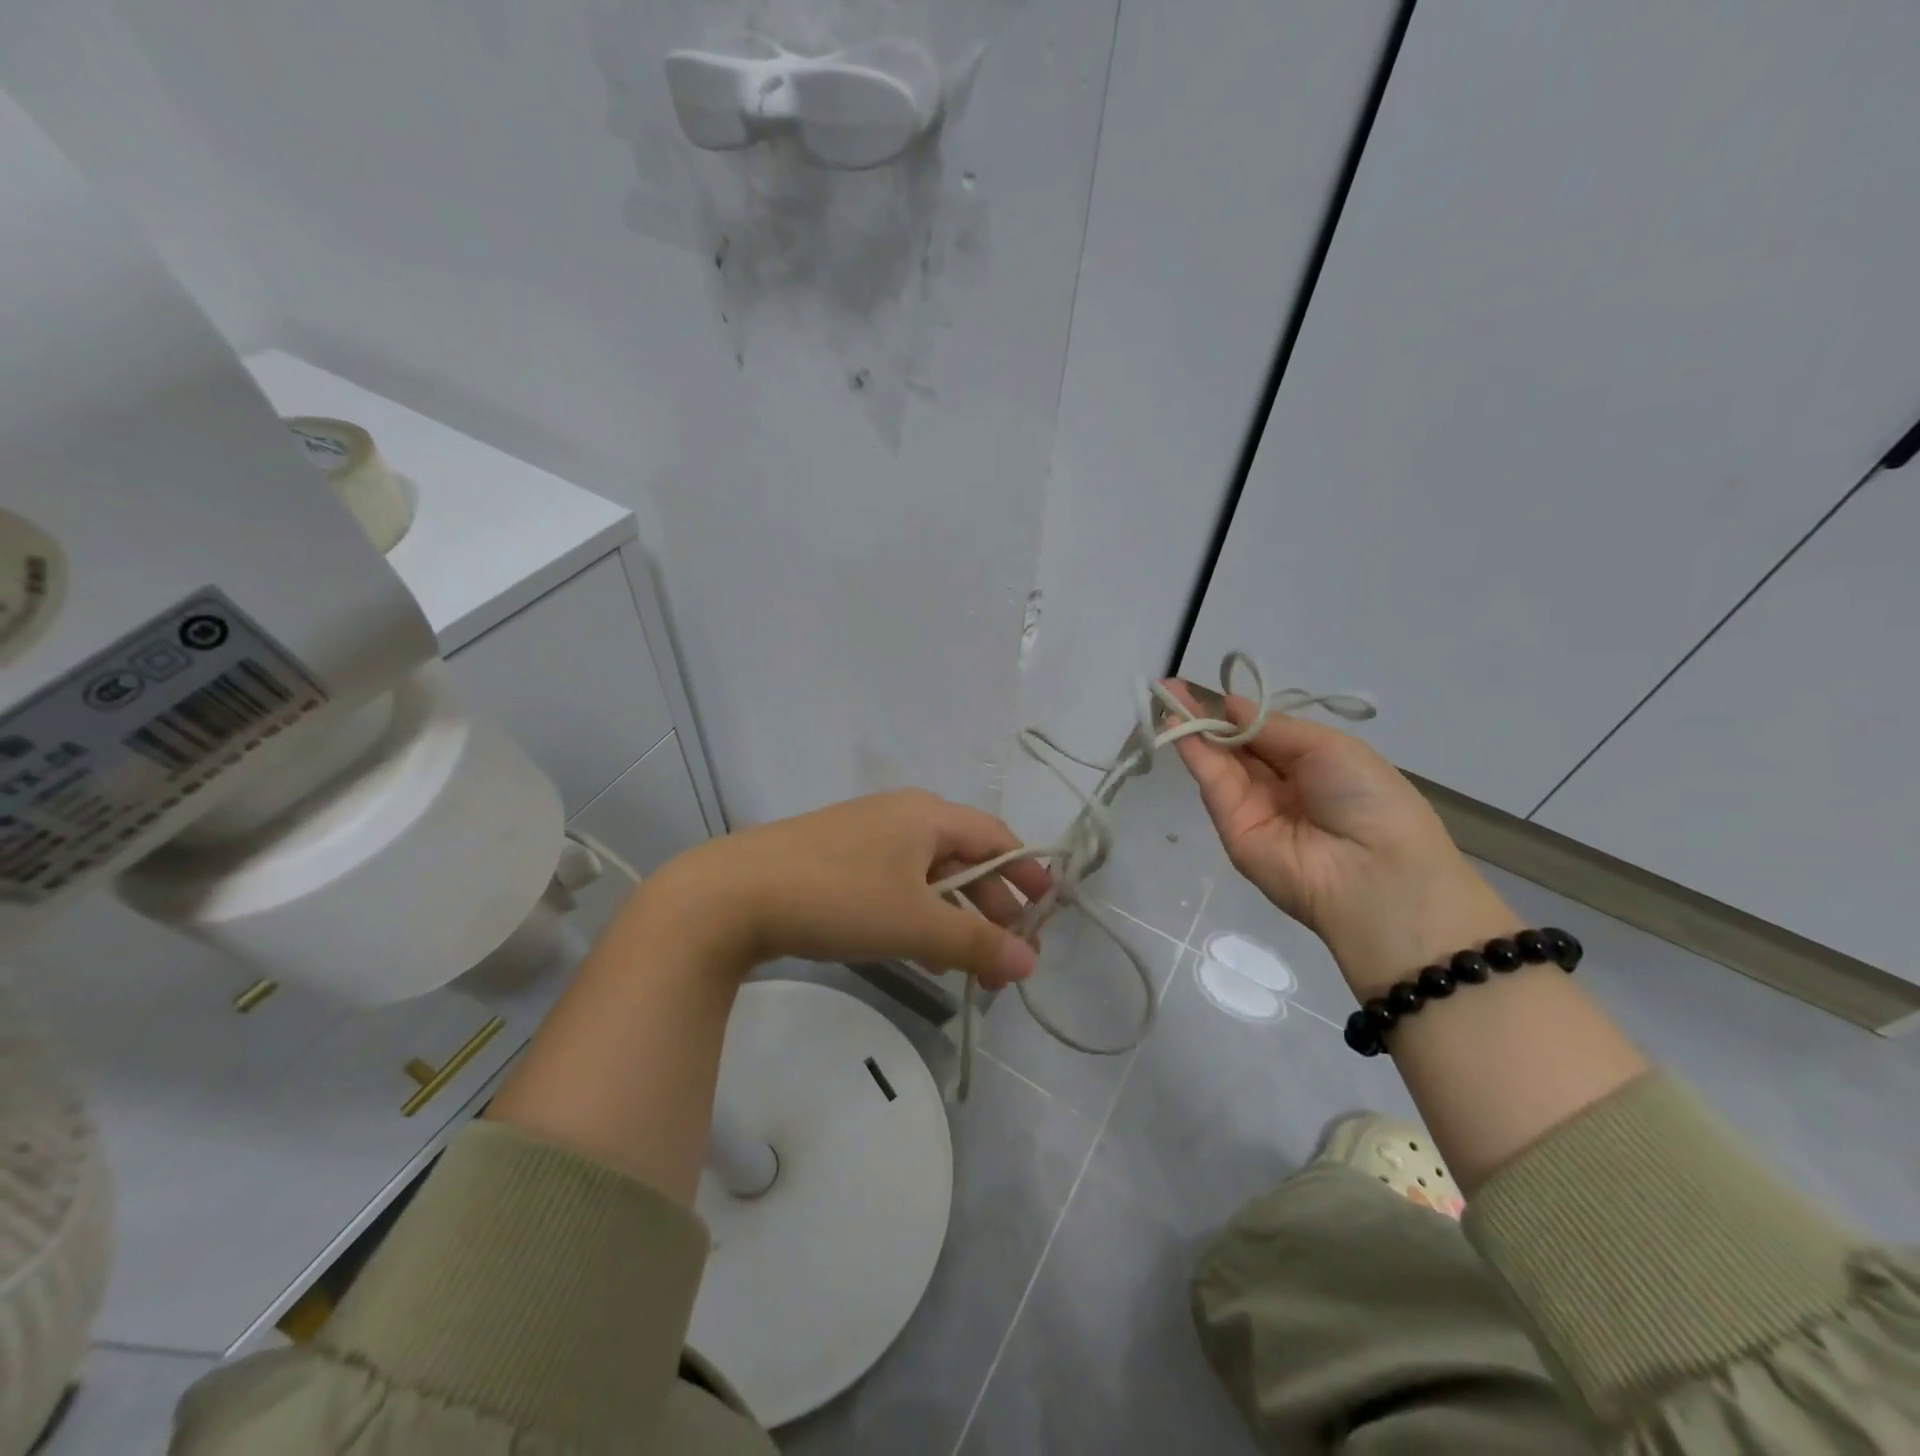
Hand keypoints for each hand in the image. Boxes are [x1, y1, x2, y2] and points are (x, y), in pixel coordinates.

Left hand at [643, 789, 1052, 991]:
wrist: (732, 895)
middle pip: (965, 857)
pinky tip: (921, 955)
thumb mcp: (914, 923)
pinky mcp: (838, 861)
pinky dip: (919, 916)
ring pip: (929, 875)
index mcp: (927, 815)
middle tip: (1009, 955)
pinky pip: (896, 885)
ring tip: (971, 966)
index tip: (1046, 912)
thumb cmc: (838, 897)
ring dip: (956, 917)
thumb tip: (1030, 962)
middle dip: (992, 906)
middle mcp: (901, 816)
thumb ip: (976, 943)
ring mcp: (866, 837)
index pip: (995, 837)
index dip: (1025, 873)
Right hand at [1165, 682, 1515, 997]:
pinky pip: (1213, 783)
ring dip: (1192, 729)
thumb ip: (1274, 728)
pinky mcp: (1232, 828)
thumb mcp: (1330, 748)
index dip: (1240, 712)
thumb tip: (1233, 705)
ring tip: (1166, 696)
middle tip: (1171, 688)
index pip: (1266, 735)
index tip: (1214, 690)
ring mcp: (1253, 808)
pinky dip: (1193, 752)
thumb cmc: (1368, 799)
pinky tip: (1176, 725)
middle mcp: (1280, 787)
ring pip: (1218, 762)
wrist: (1375, 873)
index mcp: (1314, 766)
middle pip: (1235, 746)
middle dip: (1206, 716)